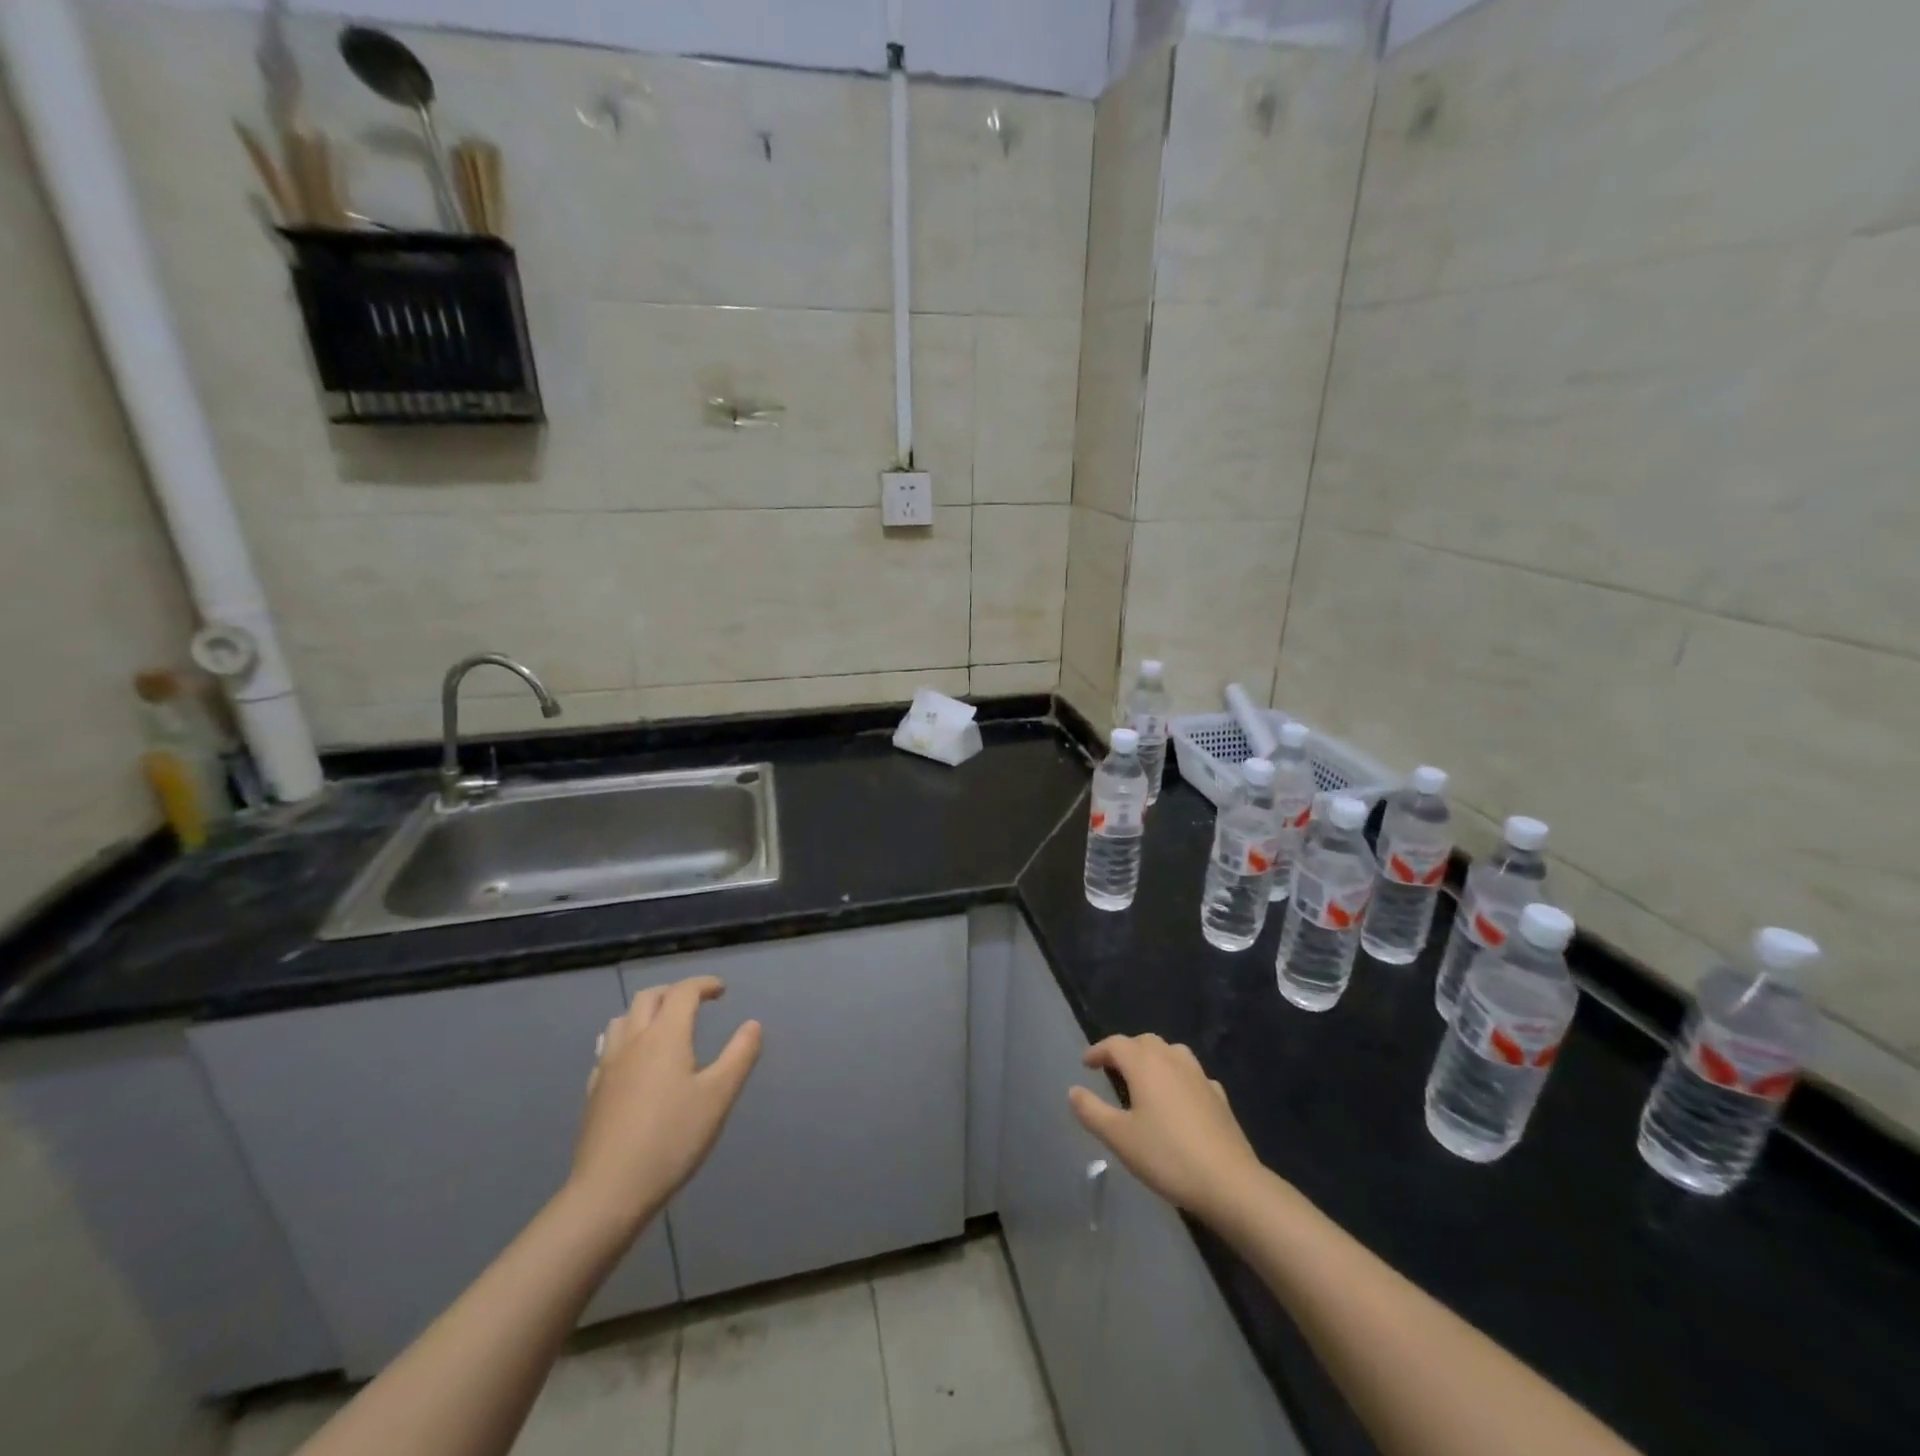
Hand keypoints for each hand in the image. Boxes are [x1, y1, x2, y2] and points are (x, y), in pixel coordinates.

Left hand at [569, 976, 760, 1231]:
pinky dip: (626, 1038)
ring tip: (664, 1025)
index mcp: (665, 1036)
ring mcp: (608, 1065)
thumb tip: (753, 1024)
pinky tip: (635, 1060)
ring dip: (646, 1011)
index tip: (721, 990)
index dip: (704, 984)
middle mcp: (633, 1041)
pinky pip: (608, 1047)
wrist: (609, 1191)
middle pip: (648, 997)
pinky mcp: (594, 1091)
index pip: (683, 992)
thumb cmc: (672, 1139)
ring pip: (623, 1019)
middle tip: (696, 1003)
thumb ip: (739, 1055)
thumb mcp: (719, 1096)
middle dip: (674, 992)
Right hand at [1069, 1034, 1264, 1224]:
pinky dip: (1179, 1078)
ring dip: (1154, 1058)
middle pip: (1145, 1042)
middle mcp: (1172, 1060)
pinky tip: (1179, 1098)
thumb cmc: (1167, 1156)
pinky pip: (1193, 1075)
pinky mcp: (1219, 1096)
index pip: (1116, 1044)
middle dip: (1126, 1050)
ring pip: (1172, 1052)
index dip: (1098, 1051)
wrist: (1229, 1182)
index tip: (1086, 1064)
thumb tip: (1073, 1090)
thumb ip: (1092, 1111)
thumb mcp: (1119, 1138)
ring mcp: (1199, 1076)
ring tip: (1145, 1079)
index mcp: (1145, 1064)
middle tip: (1112, 1070)